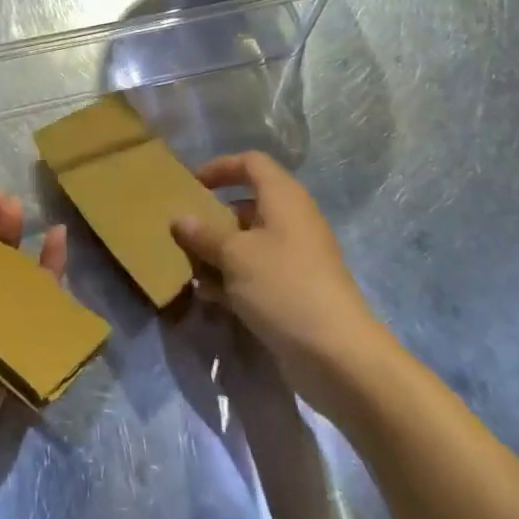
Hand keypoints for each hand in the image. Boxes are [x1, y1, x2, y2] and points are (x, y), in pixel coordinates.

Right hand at [170, 152, 379, 413]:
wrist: (338, 356)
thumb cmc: (283, 286)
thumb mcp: (235, 255)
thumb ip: (204, 234)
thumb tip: (180, 219)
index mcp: (283, 197)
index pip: (251, 163)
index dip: (221, 167)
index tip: (191, 184)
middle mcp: (292, 221)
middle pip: (247, 204)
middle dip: (213, 217)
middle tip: (183, 231)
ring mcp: (296, 258)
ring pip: (249, 243)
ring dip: (218, 252)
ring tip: (187, 267)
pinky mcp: (295, 291)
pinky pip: (257, 273)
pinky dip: (233, 279)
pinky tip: (207, 297)